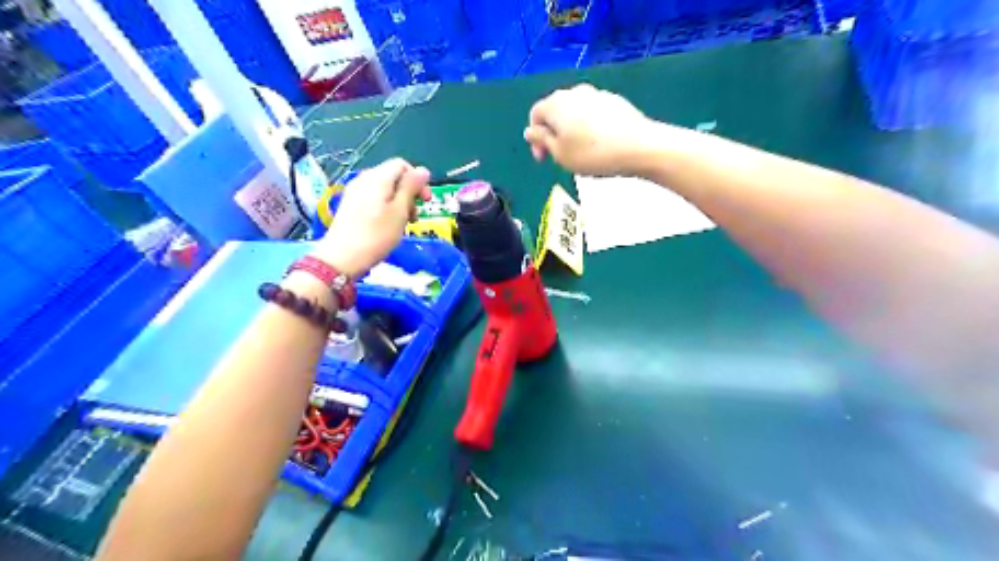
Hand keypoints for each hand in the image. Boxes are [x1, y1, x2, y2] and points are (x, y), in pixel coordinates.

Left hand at [310, 158, 428, 275]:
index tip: (425, 201)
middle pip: (394, 176)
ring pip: (385, 189)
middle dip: (409, 193)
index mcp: (378, 178)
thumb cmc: (376, 235)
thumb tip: (423, 170)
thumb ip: (411, 188)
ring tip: (403, 223)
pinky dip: (387, 207)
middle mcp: (365, 179)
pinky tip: (388, 225)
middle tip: (414, 216)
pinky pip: (375, 198)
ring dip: (399, 202)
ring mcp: (356, 192)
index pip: (402, 165)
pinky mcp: (351, 205)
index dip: (417, 179)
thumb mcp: (400, 211)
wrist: (342, 258)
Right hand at [523, 82, 657, 174]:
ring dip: (572, 130)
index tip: (543, 158)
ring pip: (575, 112)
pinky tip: (600, 144)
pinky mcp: (615, 101)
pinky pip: (594, 113)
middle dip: (554, 133)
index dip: (535, 138)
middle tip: (560, 156)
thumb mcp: (560, 154)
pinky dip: (590, 127)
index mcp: (556, 104)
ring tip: (581, 152)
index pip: (535, 115)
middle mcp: (574, 92)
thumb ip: (542, 140)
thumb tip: (530, 130)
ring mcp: (597, 94)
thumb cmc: (592, 154)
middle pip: (556, 111)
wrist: (638, 146)